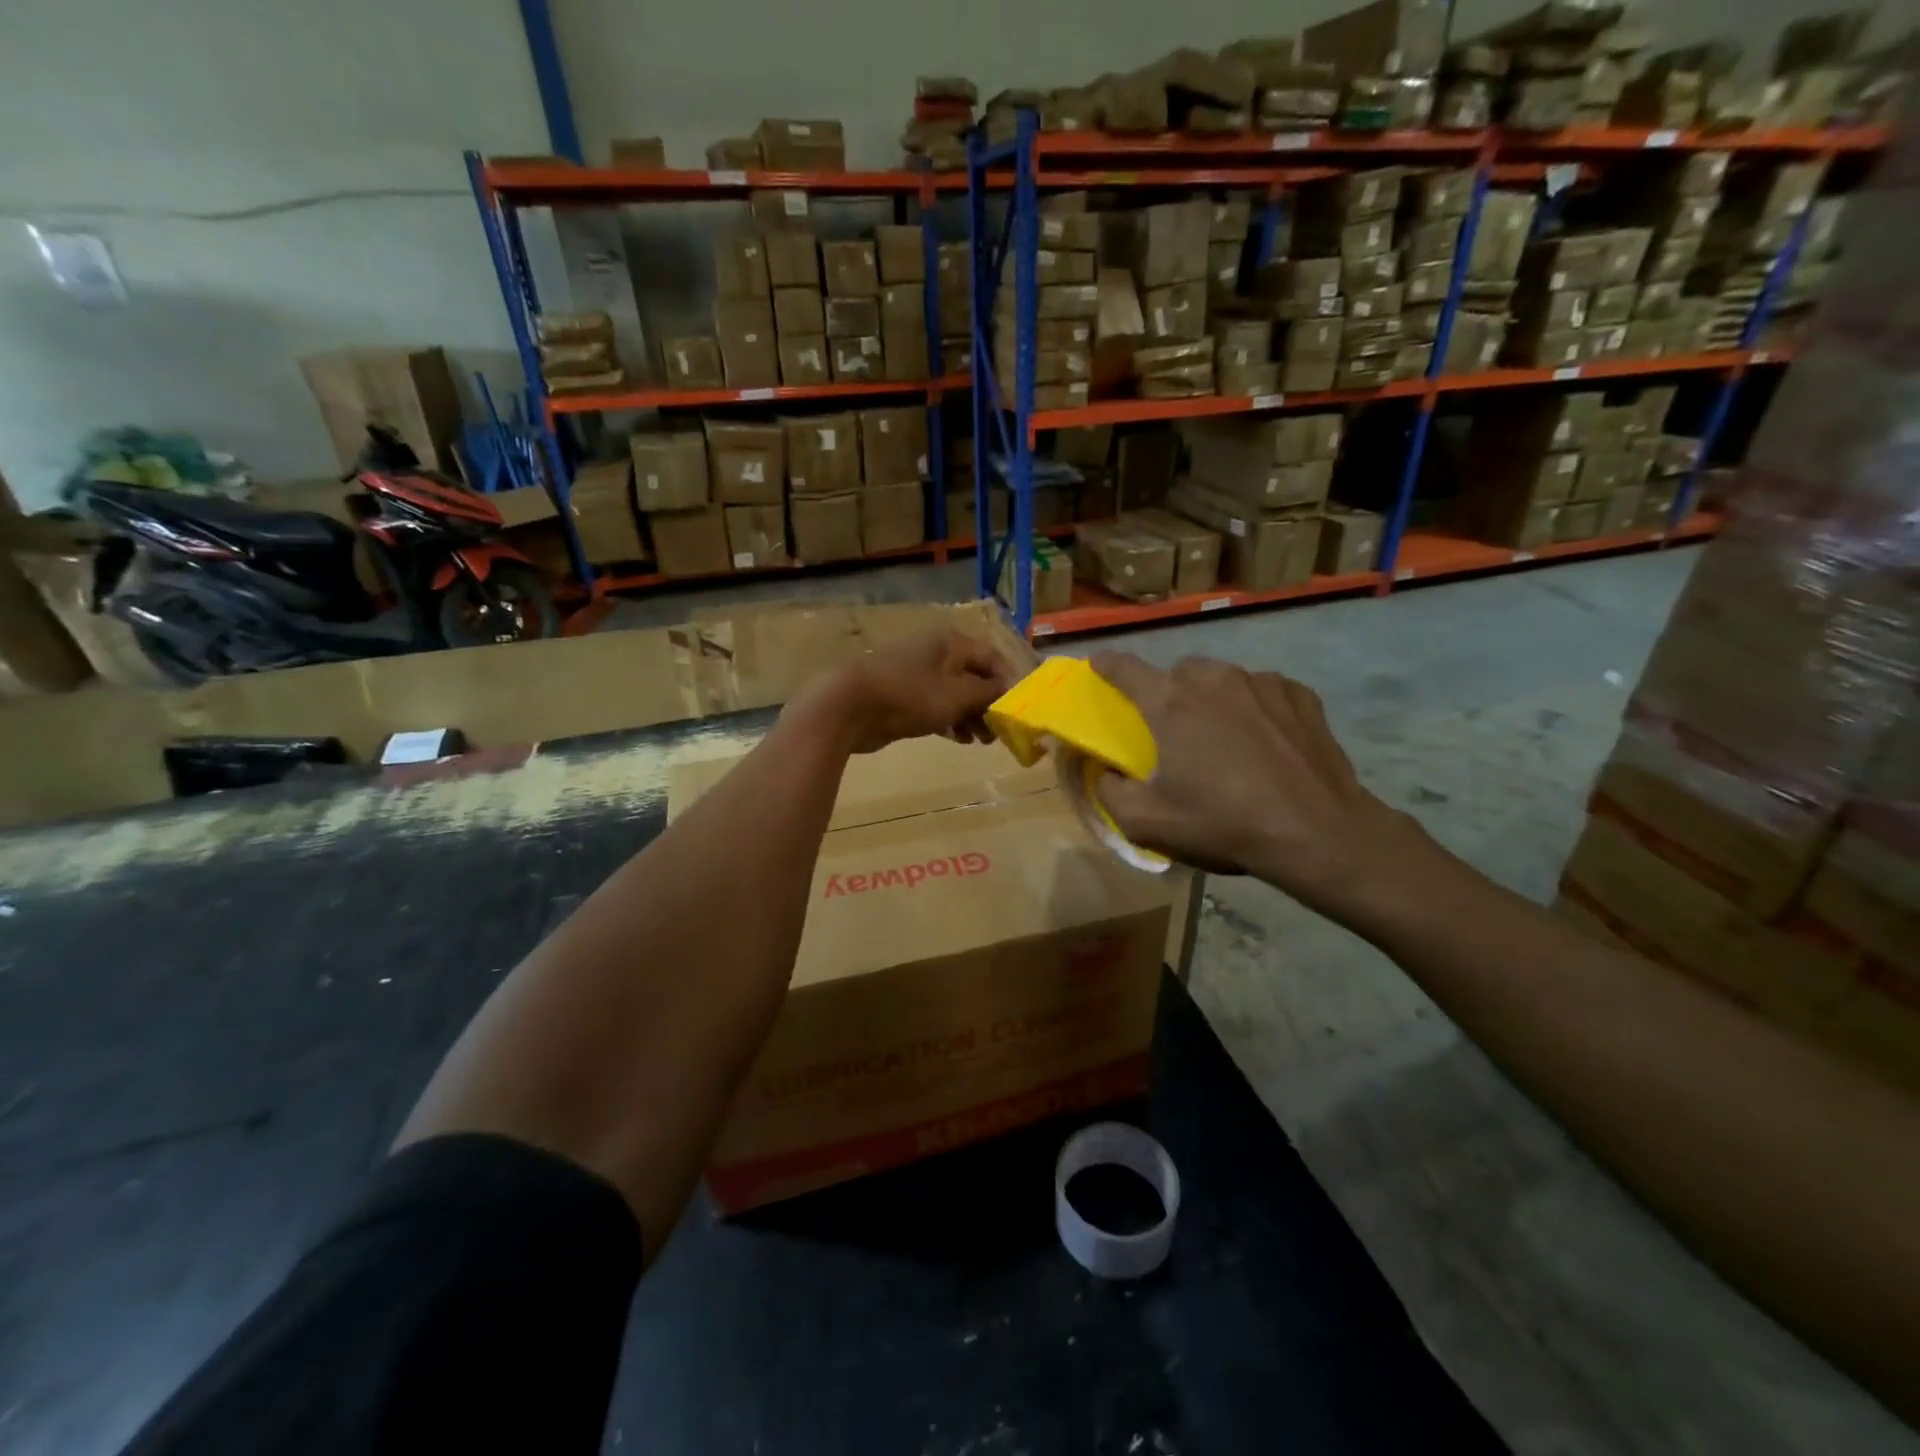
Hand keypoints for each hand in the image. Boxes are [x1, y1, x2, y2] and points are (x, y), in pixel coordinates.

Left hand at [798, 626, 1013, 754]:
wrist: (848, 707)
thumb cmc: (909, 695)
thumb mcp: (957, 696)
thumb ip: (988, 694)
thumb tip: (1011, 693)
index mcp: (951, 642)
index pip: (993, 658)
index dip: (1010, 683)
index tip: (1021, 711)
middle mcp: (936, 652)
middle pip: (975, 677)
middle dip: (990, 705)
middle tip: (1001, 732)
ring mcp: (917, 673)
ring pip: (956, 694)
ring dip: (972, 716)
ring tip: (982, 741)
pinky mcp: (903, 696)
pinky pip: (937, 705)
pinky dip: (951, 719)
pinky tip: (959, 739)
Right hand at [1088, 653, 1424, 920]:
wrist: (1316, 833)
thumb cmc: (1224, 824)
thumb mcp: (1148, 823)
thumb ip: (1111, 793)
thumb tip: (1107, 773)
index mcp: (1172, 705)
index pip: (1126, 669)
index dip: (1107, 664)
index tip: (1098, 663)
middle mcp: (1215, 681)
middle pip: (1180, 672)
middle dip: (1171, 693)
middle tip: (1176, 730)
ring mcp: (1263, 683)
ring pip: (1224, 678)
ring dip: (1215, 699)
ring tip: (1226, 736)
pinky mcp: (1301, 696)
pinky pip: (1265, 691)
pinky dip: (1256, 707)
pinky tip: (1267, 740)